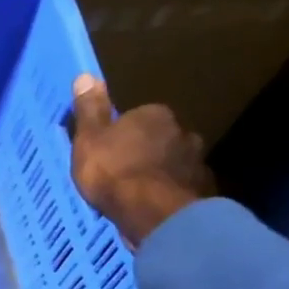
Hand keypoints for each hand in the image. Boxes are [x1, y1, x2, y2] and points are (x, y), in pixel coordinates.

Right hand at [68, 74, 213, 246]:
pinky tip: (156, 207)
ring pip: (173, 162)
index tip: (108, 151)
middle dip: (144, 151)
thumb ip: (90, 110)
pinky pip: (182, 186)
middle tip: (123, 173)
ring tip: (140, 194)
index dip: (121, 134)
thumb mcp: (89, 139)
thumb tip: (85, 75)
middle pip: (159, 138)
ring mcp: (197, 161)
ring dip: (160, 173)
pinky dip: (170, 193)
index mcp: (154, 115)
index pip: (137, 117)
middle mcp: (182, 131)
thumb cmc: (114, 172)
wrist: (154, 213)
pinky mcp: (203, 189)